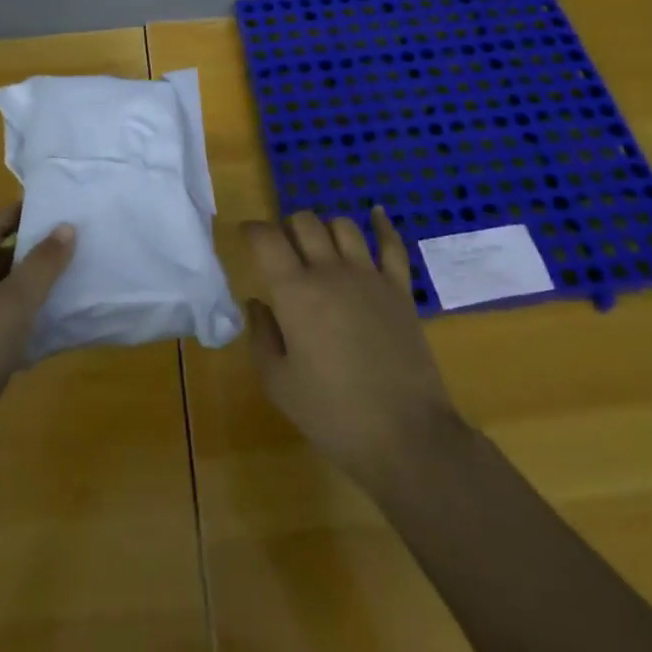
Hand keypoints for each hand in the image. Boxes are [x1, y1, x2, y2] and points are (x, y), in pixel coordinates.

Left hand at [0, 203, 75, 478]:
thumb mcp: (12, 303)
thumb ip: (41, 265)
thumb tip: (66, 226)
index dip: (19, 211)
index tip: (57, 205)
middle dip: (34, 250)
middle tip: (76, 243)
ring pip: (7, 299)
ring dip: (37, 289)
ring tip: (77, 281)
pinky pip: (10, 335)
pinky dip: (34, 328)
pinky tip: (61, 332)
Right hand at [243, 207, 465, 493]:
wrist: (405, 436)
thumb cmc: (332, 414)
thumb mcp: (279, 383)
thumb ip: (262, 336)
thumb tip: (257, 302)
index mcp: (295, 291)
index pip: (267, 238)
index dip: (252, 230)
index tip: (245, 236)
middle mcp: (330, 271)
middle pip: (304, 222)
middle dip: (287, 227)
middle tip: (281, 248)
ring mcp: (369, 276)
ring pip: (342, 226)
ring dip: (325, 228)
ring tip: (319, 244)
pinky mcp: (400, 289)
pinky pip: (391, 244)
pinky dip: (382, 225)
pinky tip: (375, 214)